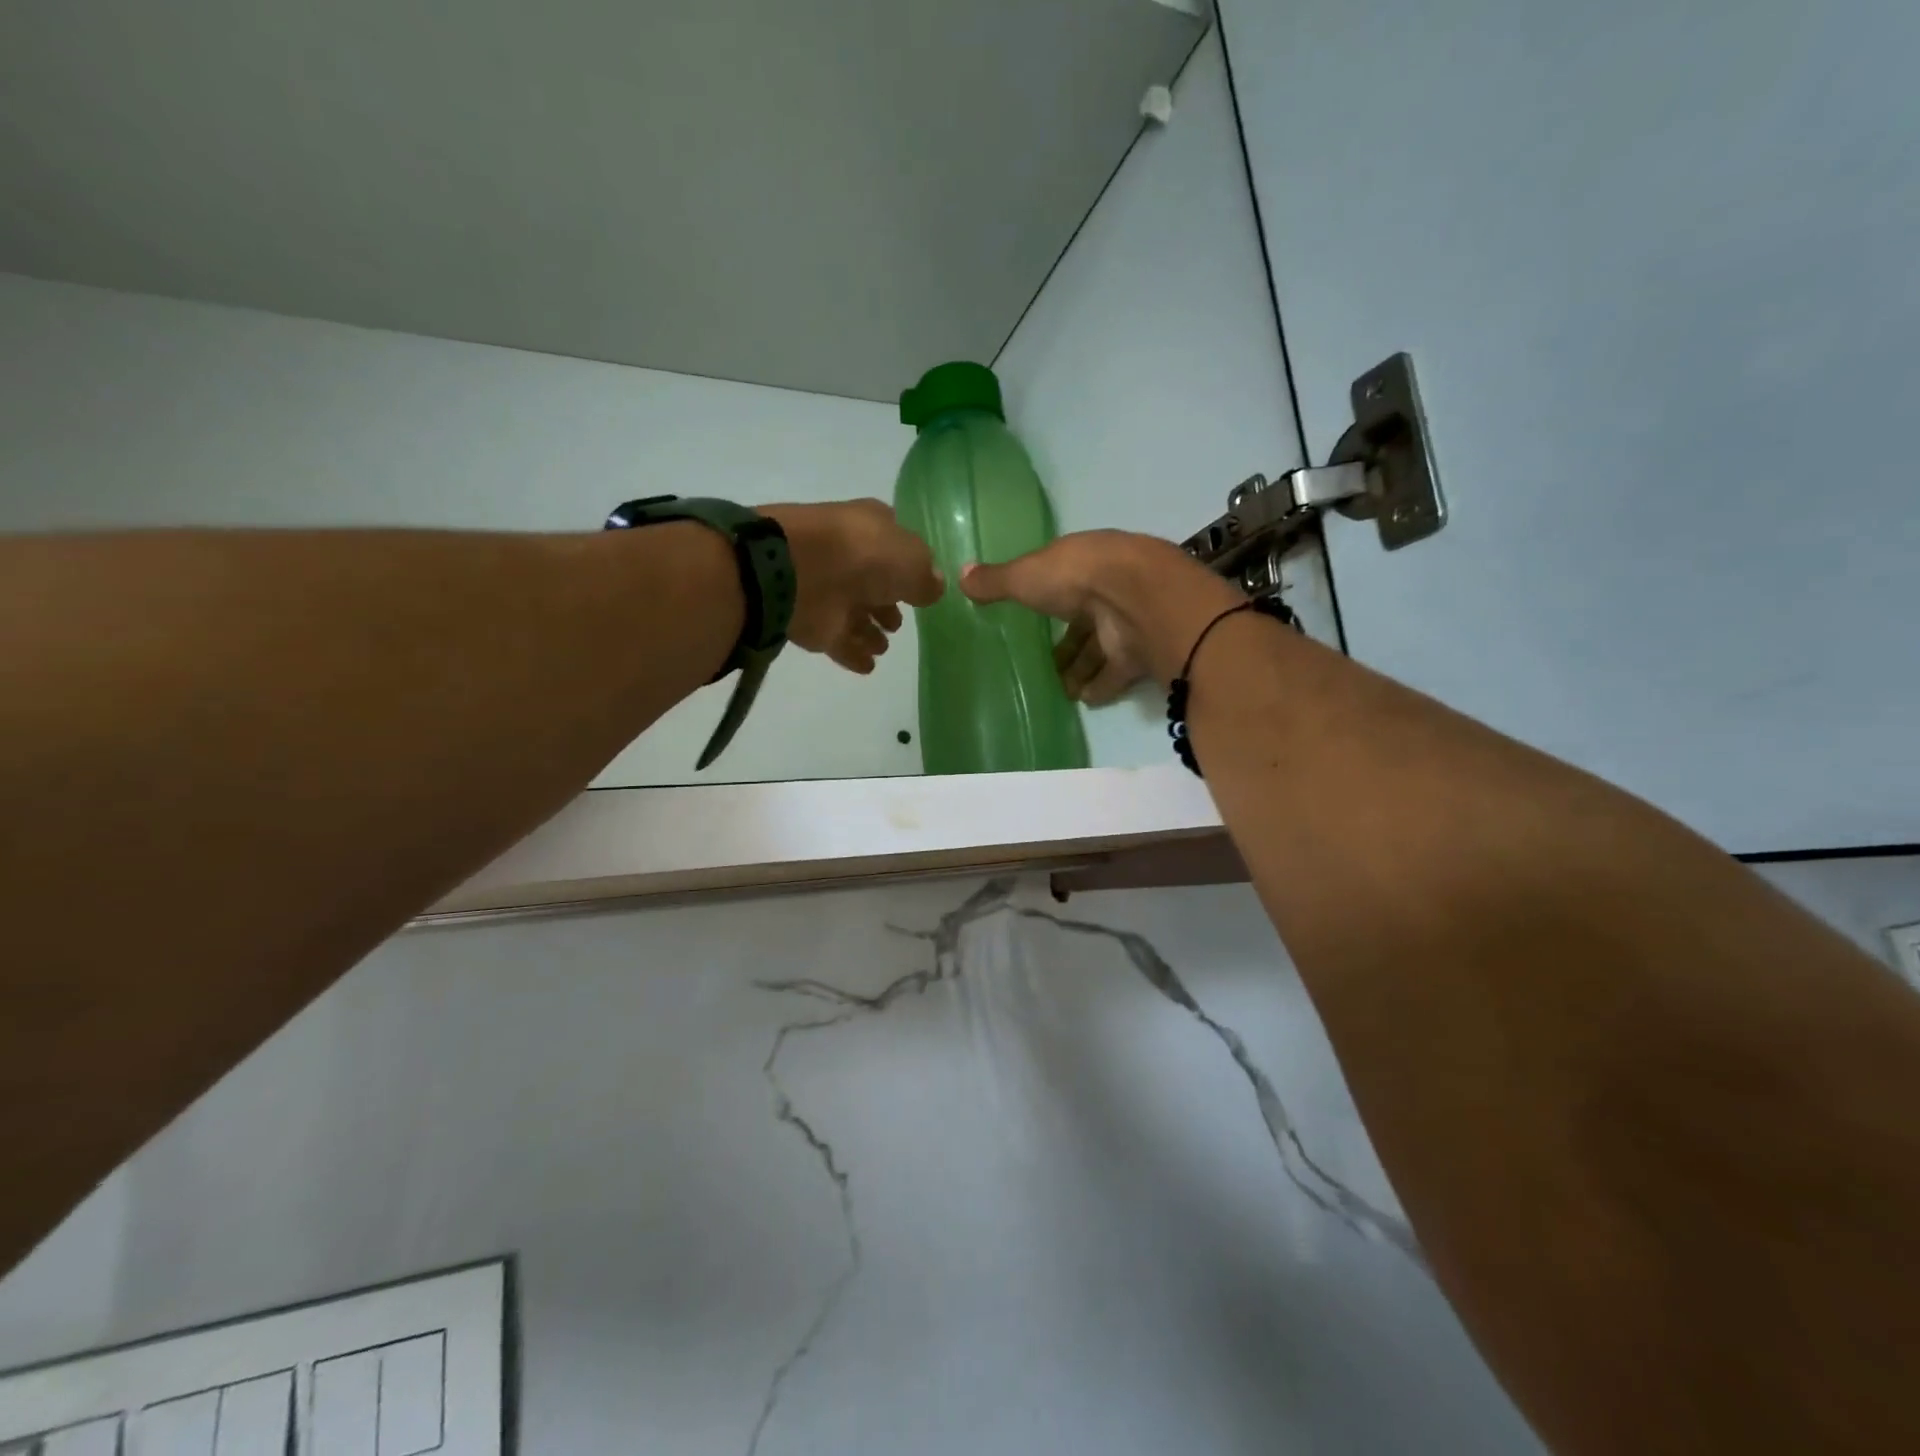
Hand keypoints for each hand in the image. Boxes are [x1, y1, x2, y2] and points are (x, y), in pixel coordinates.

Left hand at [763, 500, 943, 673]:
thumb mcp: (912, 560)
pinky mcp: (815, 622)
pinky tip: (868, 666)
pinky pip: (840, 640)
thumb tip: (934, 587)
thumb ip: (927, 577)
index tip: (921, 584)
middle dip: (885, 602)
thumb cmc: (862, 555)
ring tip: (882, 647)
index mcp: (871, 527)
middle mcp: (850, 556)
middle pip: (874, 582)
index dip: (908, 562)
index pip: (894, 542)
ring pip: (854, 612)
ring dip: (868, 631)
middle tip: (897, 624)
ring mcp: (830, 589)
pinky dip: (853, 652)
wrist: (797, 572)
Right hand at [960, 530, 1242, 702]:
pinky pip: (1117, 674)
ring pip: (1100, 649)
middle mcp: (1111, 589)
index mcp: (1086, 562)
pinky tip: (1082, 701)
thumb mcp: (1026, 576)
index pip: (1065, 580)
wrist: (1138, 602)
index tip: (1030, 615)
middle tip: (1044, 665)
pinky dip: (1102, 687)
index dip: (1048, 596)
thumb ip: (996, 581)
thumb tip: (960, 576)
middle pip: (1084, 620)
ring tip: (1059, 690)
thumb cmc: (1077, 578)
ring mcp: (1128, 622)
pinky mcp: (1140, 654)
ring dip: (1081, 669)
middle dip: (1066, 643)